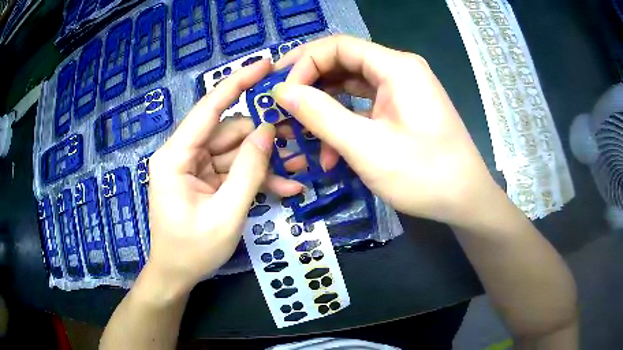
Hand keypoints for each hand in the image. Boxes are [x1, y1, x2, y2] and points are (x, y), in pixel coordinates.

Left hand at [142, 60, 302, 297]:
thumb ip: (248, 171)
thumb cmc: (192, 250)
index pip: (209, 108)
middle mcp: (183, 154)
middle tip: (298, 142)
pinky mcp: (205, 180)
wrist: (176, 275)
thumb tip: (267, 131)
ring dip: (266, 162)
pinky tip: (285, 188)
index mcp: (176, 156)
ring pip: (236, 152)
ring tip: (298, 171)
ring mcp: (195, 167)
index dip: (237, 83)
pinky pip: (234, 170)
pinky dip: (256, 178)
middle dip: (263, 139)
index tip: (264, 64)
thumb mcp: (226, 214)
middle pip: (229, 133)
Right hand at [273, 35, 501, 226]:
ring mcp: (403, 91)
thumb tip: (281, 92)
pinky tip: (332, 153)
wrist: (465, 201)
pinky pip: (365, 107)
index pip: (338, 46)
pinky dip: (345, 124)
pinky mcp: (403, 111)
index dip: (304, 63)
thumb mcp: (366, 146)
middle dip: (310, 86)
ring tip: (303, 138)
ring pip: (351, 88)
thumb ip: (320, 114)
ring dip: (325, 111)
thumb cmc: (423, 174)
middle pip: (343, 64)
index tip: (280, 92)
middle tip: (283, 109)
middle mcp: (400, 71)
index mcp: (396, 67)